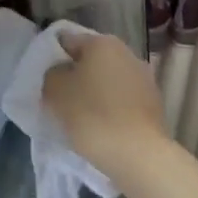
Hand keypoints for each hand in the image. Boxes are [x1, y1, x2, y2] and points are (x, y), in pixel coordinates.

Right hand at [43, 31, 165, 177]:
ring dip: (94, 93)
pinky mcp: (153, 105)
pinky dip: (110, 109)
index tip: (44, 79)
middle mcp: (126, 53)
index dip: (53, 58)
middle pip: (90, 61)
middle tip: (59, 99)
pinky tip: (101, 128)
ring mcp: (144, 79)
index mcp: (102, 42)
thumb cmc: (92, 115)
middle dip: (75, 76)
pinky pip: (122, 101)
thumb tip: (60, 73)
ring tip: (79, 117)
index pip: (67, 41)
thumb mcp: (55, 89)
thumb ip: (52, 73)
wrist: (139, 156)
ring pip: (108, 81)